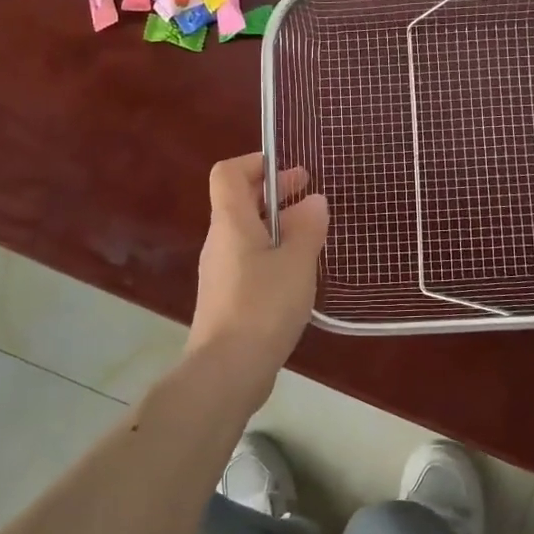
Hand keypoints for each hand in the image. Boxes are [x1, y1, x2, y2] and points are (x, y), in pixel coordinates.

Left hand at [185, 154, 329, 400]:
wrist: (227, 370)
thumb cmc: (263, 306)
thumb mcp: (297, 262)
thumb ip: (307, 228)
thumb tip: (313, 201)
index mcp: (231, 223)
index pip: (229, 174)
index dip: (255, 163)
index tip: (289, 170)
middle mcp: (220, 242)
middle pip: (240, 202)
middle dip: (275, 193)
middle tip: (311, 195)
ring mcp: (221, 272)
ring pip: (247, 234)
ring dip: (277, 225)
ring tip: (312, 234)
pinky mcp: (228, 298)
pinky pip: (249, 261)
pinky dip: (272, 254)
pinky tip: (298, 273)